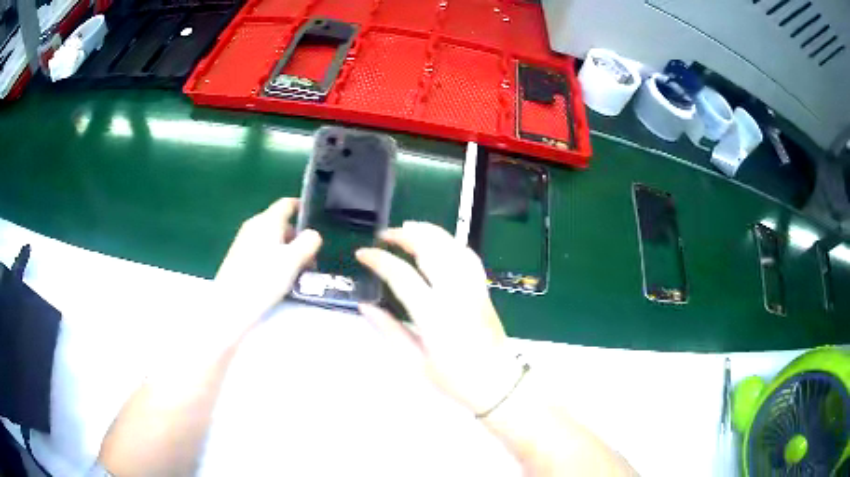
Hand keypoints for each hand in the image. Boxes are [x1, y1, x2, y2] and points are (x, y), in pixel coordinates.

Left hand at [214, 198, 321, 327]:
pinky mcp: (237, 258)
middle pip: (279, 223)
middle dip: (297, 237)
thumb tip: (313, 235)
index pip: (286, 204)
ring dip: (286, 250)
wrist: (230, 305)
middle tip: (310, 257)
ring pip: (270, 239)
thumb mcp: (293, 261)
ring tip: (297, 271)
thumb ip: (308, 243)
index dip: (301, 207)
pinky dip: (273, 258)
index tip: (314, 219)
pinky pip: (261, 250)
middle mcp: (254, 226)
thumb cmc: (263, 279)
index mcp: (267, 221)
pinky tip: (278, 279)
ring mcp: (243, 242)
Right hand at [356, 221, 518, 413]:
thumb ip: (389, 331)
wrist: (498, 383)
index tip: (362, 254)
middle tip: (385, 235)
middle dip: (405, 235)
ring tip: (409, 228)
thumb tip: (365, 306)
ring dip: (430, 232)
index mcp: (435, 316)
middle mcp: (456, 295)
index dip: (379, 260)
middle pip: (431, 249)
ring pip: (453, 247)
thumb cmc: (455, 379)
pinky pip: (469, 257)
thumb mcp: (415, 362)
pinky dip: (452, 244)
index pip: (402, 275)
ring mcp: (473, 289)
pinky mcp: (484, 290)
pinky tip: (440, 243)